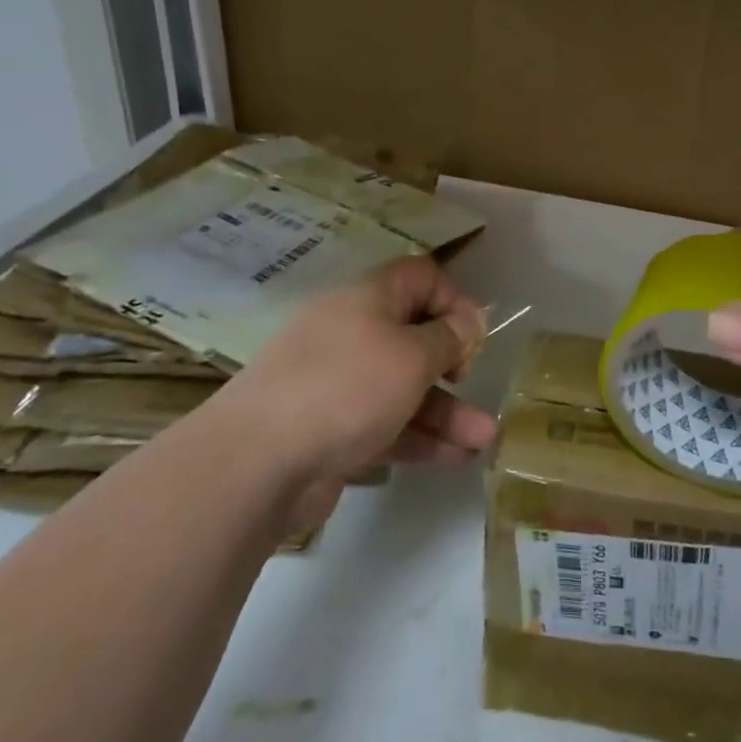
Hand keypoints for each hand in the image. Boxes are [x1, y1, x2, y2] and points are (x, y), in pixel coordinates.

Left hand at [226, 256, 496, 487]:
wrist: (255, 464)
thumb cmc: (346, 388)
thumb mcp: (412, 355)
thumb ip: (448, 338)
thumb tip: (468, 322)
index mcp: (367, 300)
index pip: (419, 278)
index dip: (453, 299)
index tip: (473, 335)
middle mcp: (352, 334)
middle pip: (414, 336)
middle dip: (454, 363)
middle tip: (468, 380)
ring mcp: (338, 384)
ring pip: (404, 388)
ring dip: (447, 411)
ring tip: (485, 439)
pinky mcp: (331, 430)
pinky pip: (386, 424)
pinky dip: (420, 437)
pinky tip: (457, 458)